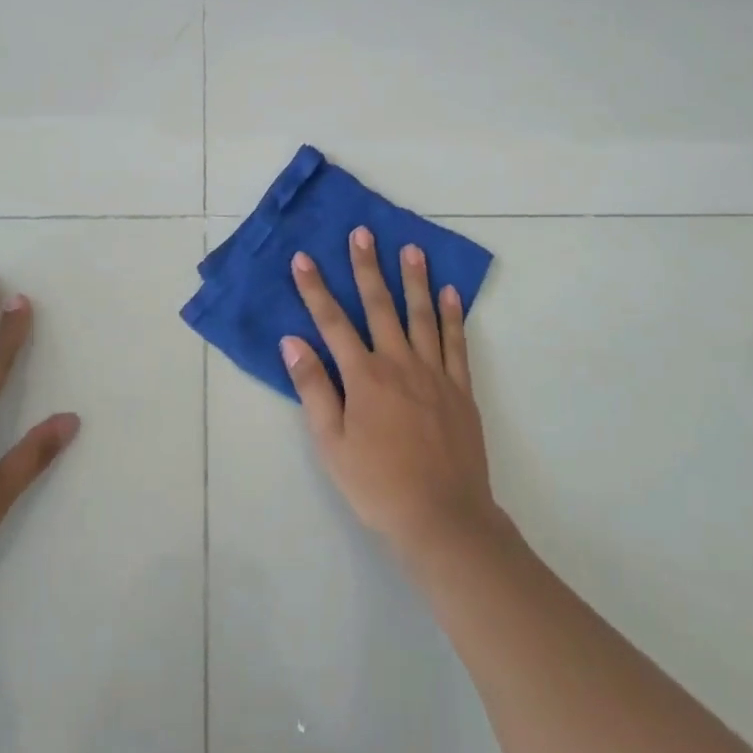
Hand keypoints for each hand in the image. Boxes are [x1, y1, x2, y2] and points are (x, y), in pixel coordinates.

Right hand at [281, 229, 502, 562]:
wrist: (443, 519)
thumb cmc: (377, 484)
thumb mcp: (331, 443)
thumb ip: (313, 388)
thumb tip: (292, 341)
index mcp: (364, 376)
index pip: (332, 322)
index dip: (315, 289)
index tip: (303, 258)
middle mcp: (399, 363)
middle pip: (379, 305)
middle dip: (367, 267)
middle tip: (362, 233)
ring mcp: (434, 373)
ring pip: (422, 315)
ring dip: (414, 279)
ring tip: (411, 248)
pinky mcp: (460, 389)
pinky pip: (456, 343)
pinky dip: (453, 315)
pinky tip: (450, 292)